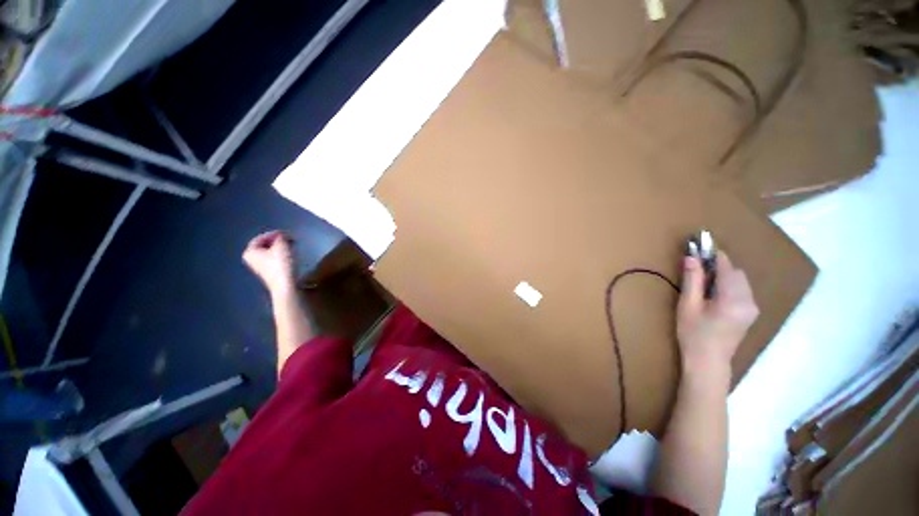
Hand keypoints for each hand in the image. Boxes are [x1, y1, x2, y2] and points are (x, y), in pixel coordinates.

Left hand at [243, 231, 296, 294]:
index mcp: (249, 252)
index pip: (260, 238)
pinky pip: (275, 260)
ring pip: (270, 253)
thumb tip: (282, 235)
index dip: (273, 234)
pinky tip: (291, 255)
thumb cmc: (281, 264)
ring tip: (292, 246)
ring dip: (281, 248)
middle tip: (289, 239)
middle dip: (277, 241)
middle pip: (265, 245)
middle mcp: (251, 260)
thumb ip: (281, 237)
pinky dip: (282, 255)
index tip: (286, 233)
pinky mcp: (270, 273)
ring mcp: (260, 267)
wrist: (286, 285)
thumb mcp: (282, 245)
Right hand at [677, 252, 758, 371]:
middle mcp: (749, 301)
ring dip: (724, 275)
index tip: (700, 247)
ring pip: (741, 281)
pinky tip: (714, 293)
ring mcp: (752, 308)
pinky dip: (729, 285)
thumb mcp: (688, 305)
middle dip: (719, 266)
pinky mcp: (750, 313)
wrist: (708, 362)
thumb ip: (692, 280)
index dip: (714, 256)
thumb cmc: (693, 334)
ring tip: (703, 281)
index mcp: (733, 299)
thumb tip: (691, 257)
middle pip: (737, 273)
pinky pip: (742, 290)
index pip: (727, 268)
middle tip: (697, 267)